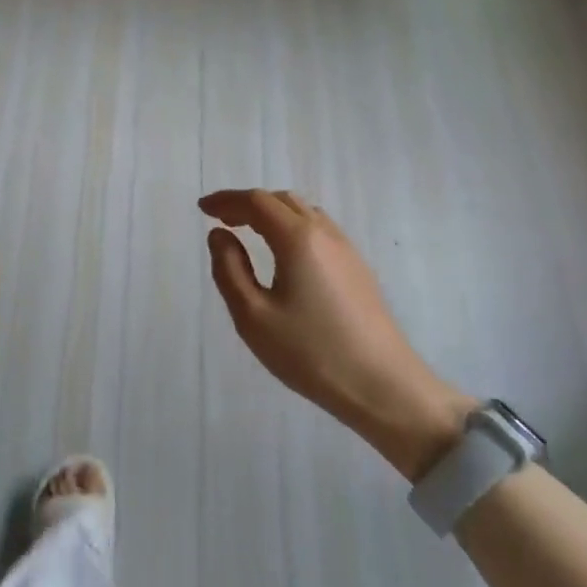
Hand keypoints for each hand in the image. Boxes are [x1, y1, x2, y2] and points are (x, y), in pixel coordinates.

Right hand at [199, 189, 471, 480]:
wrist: (383, 386)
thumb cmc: (310, 352)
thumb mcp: (253, 316)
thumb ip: (229, 269)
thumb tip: (219, 236)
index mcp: (297, 238)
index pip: (256, 202)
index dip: (226, 201)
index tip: (202, 209)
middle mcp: (324, 233)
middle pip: (282, 200)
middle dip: (248, 203)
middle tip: (222, 219)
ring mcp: (347, 249)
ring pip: (304, 212)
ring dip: (272, 213)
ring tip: (249, 231)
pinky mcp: (358, 269)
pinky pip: (319, 229)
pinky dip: (292, 226)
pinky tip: (284, 252)